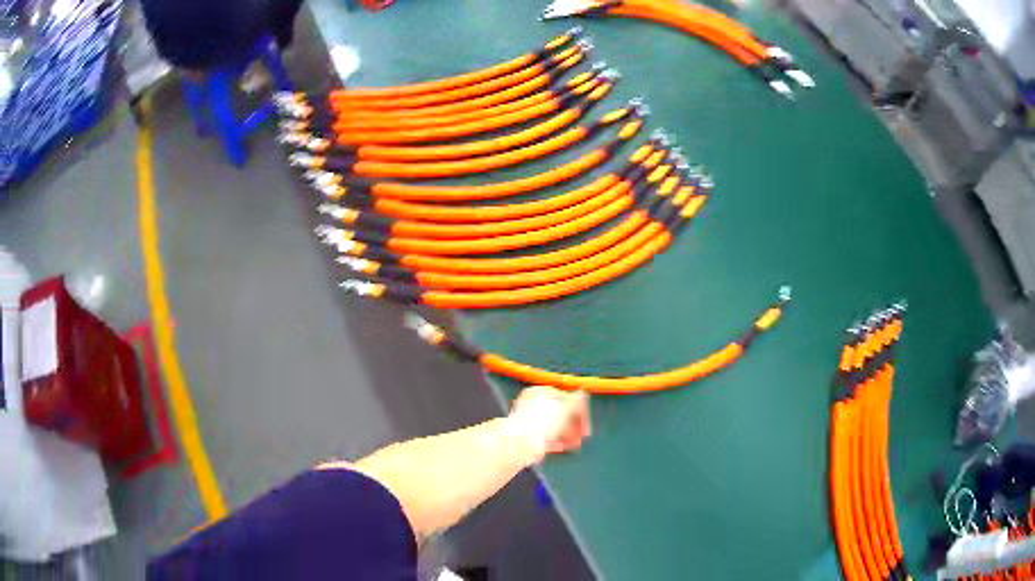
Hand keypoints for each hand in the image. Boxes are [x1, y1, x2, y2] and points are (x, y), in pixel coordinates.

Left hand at [506, 386, 591, 463]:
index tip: (587, 423)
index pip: (565, 398)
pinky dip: (556, 441)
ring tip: (575, 444)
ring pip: (554, 427)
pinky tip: (564, 447)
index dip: (579, 411)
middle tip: (583, 436)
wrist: (519, 443)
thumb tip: (583, 393)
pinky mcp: (527, 436)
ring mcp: (529, 421)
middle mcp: (533, 404)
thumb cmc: (542, 422)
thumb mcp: (565, 409)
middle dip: (574, 425)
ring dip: (567, 435)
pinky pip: (545, 437)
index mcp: (540, 392)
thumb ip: (576, 401)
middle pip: (560, 413)